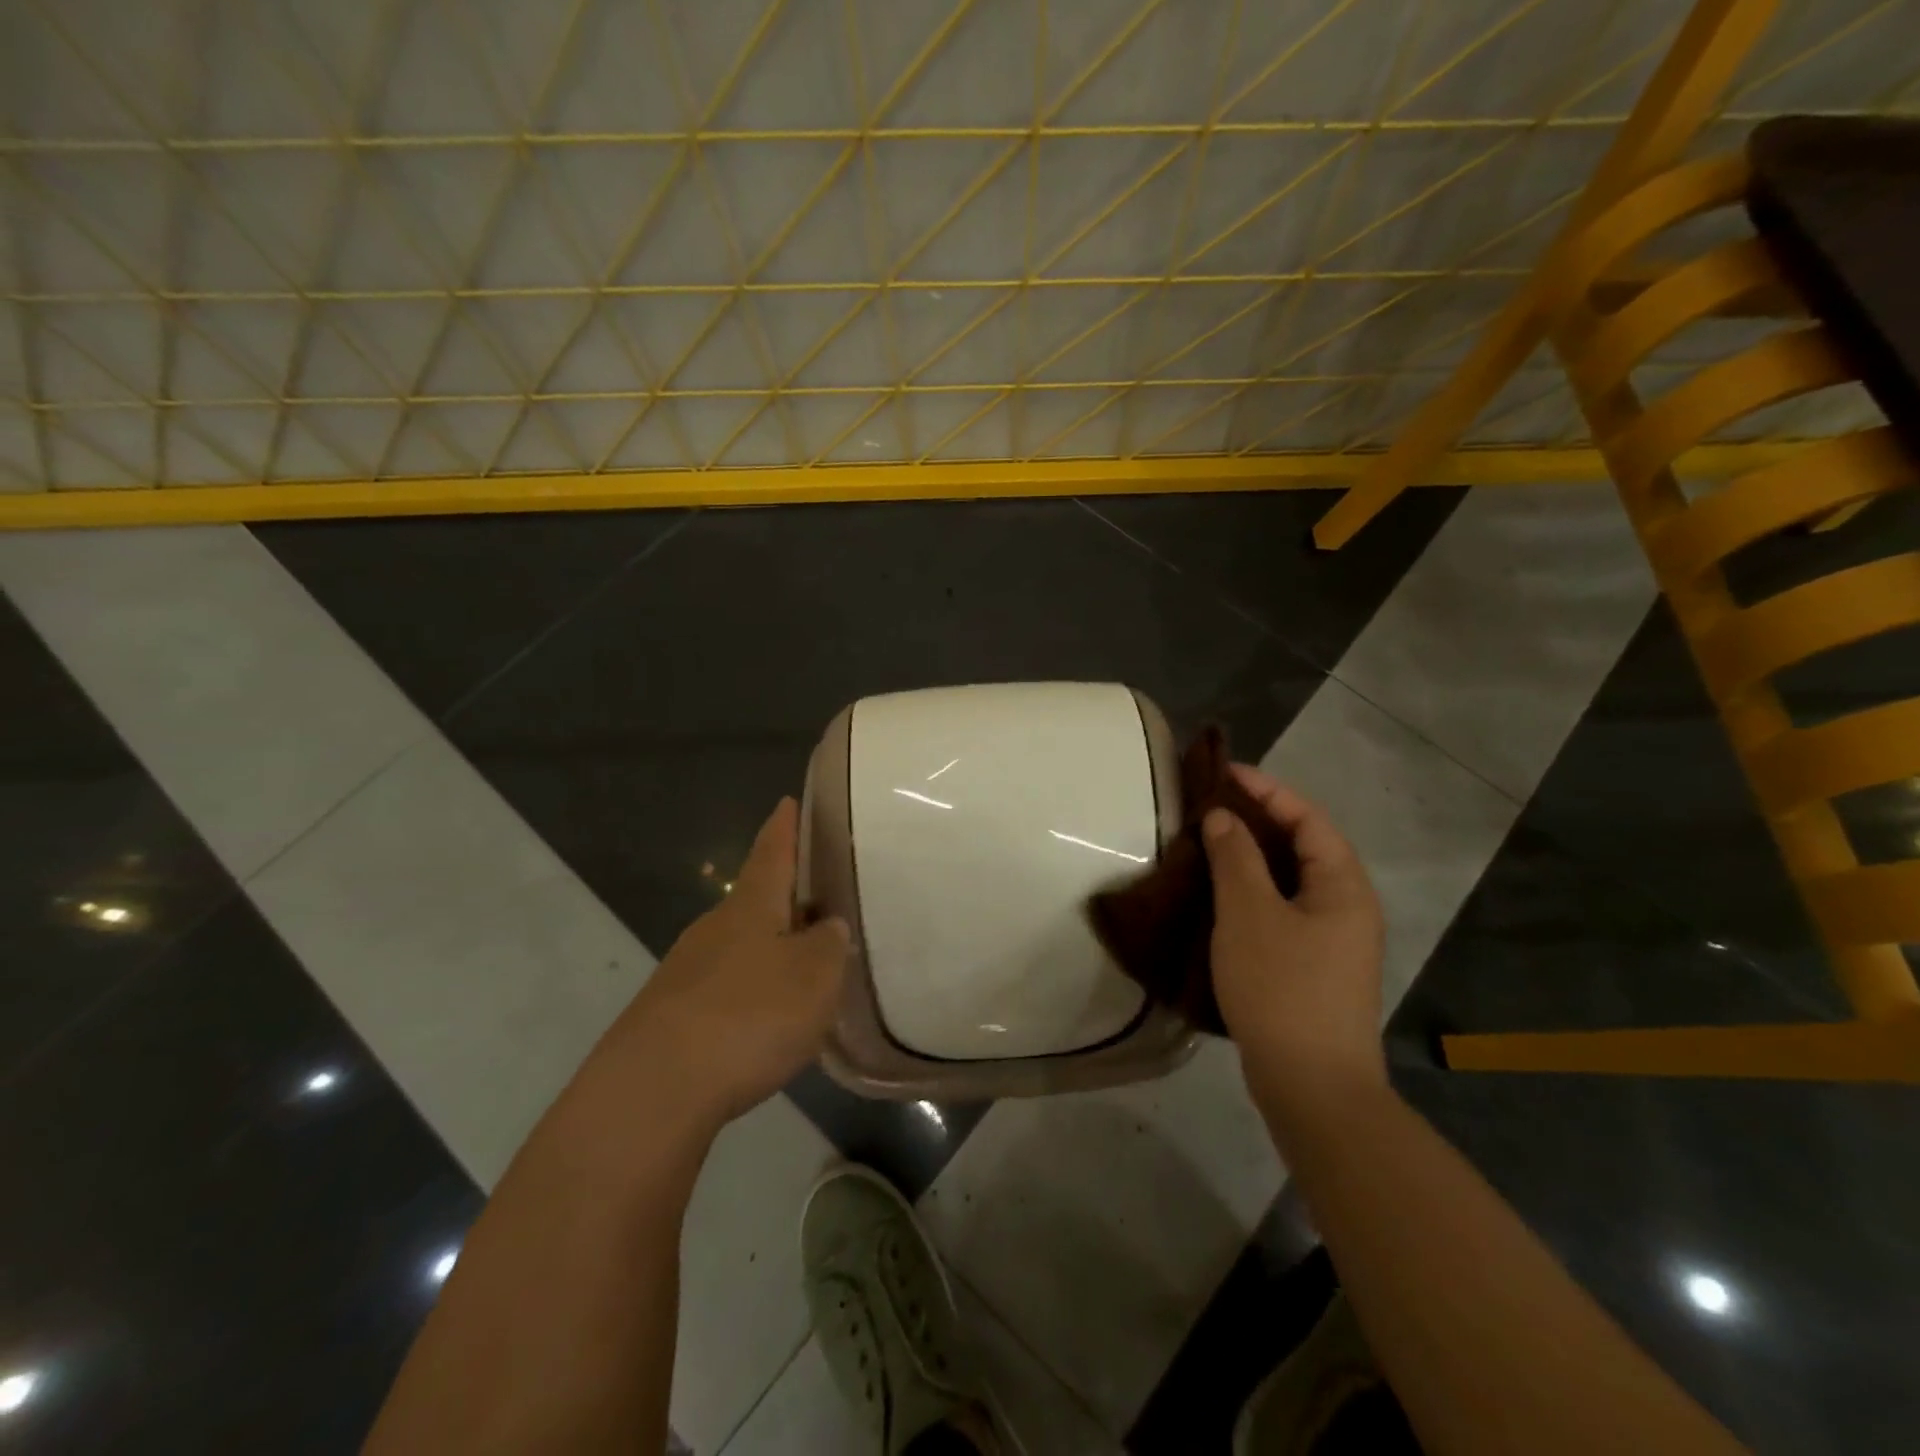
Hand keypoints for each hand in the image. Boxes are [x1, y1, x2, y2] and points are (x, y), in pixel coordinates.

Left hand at [599, 798, 849, 1132]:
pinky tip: (762, 1020)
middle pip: (754, 900)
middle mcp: (713, 927)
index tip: (787, 801)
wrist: (653, 1090)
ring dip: (767, 949)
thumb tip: (827, 926)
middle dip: (783, 898)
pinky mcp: (669, 1013)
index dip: (784, 827)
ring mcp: (685, 970)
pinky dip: (747, 991)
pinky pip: (721, 987)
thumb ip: (828, 945)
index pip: (772, 852)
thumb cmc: (749, 1016)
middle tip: (817, 904)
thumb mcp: (814, 977)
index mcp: (751, 906)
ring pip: (737, 946)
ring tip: (800, 968)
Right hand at [1203, 764, 1387, 1124]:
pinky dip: (1254, 892)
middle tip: (1212, 806)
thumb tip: (1224, 817)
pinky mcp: (1315, 967)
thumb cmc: (1282, 986)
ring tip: (1209, 844)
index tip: (1224, 774)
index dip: (1267, 790)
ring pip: (1292, 881)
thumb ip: (1236, 857)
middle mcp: (1348, 907)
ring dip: (1253, 858)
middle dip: (1260, 820)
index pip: (1308, 818)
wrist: (1312, 1085)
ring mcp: (1334, 941)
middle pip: (1305, 846)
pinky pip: (1284, 910)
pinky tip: (1221, 898)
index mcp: (1343, 886)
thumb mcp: (1249, 913)